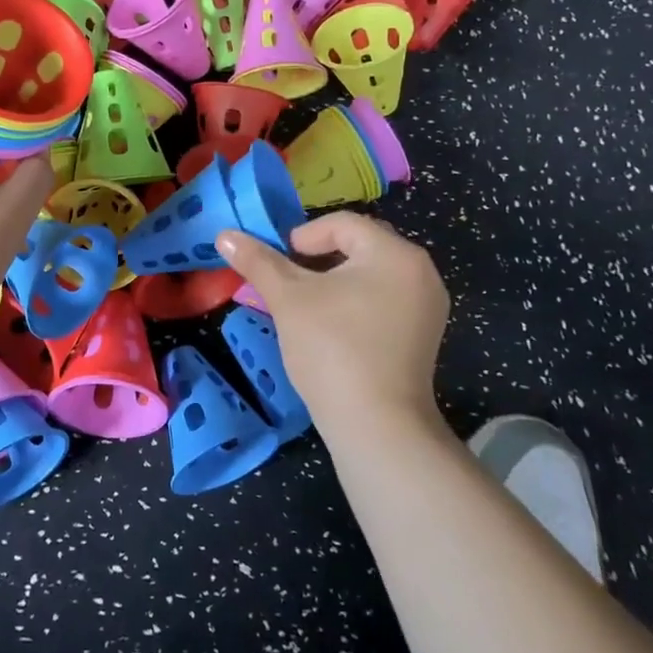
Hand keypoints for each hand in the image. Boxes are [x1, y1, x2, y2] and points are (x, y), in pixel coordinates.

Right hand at [216, 213, 449, 424]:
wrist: (378, 428)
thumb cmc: (333, 349)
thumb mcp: (289, 299)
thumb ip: (259, 262)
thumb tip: (225, 235)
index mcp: (395, 253)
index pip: (342, 224)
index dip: (303, 237)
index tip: (279, 266)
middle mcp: (420, 272)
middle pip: (359, 246)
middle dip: (318, 259)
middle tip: (289, 284)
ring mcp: (427, 307)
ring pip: (370, 275)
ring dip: (334, 282)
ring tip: (305, 307)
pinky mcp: (423, 337)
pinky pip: (384, 301)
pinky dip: (355, 304)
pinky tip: (332, 330)